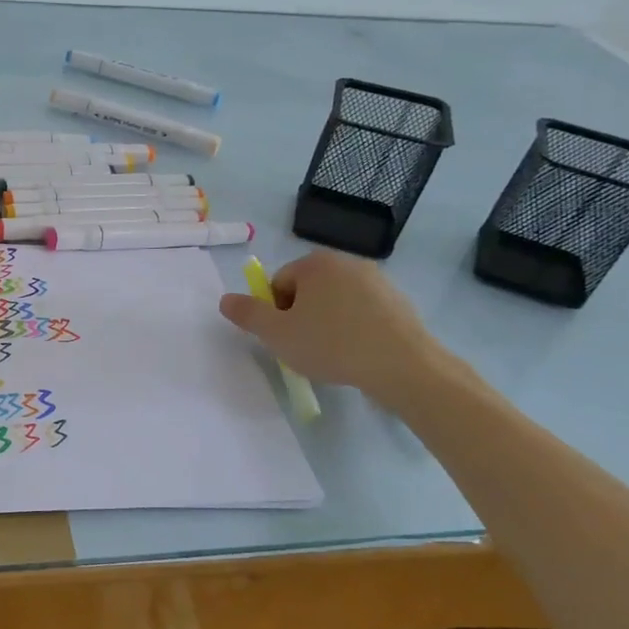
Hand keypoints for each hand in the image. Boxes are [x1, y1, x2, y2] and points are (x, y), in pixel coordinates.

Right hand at [218, 249, 445, 403]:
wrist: (403, 365)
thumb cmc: (332, 344)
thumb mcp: (277, 334)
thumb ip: (248, 314)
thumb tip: (225, 299)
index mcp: (315, 263)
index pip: (279, 283)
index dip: (275, 313)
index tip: (286, 337)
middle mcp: (346, 262)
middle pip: (307, 290)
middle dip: (301, 317)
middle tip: (305, 348)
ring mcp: (377, 280)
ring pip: (335, 302)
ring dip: (327, 324)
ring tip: (333, 355)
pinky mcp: (398, 302)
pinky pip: (362, 312)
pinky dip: (354, 329)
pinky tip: (358, 354)